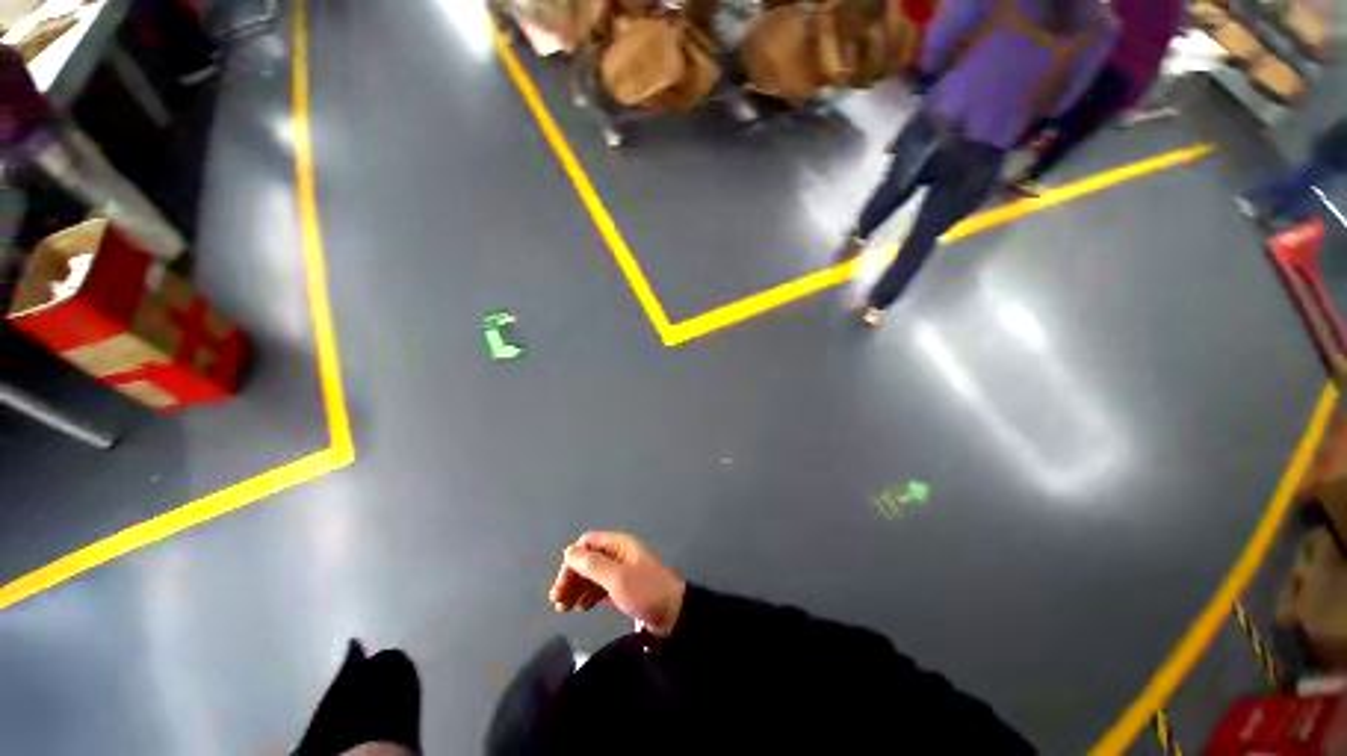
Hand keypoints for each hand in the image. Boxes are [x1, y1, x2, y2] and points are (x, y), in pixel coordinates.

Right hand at [548, 532, 686, 637]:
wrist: (673, 614)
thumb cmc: (644, 592)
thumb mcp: (616, 578)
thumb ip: (592, 565)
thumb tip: (568, 551)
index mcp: (619, 544)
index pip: (587, 544)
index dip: (572, 562)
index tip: (561, 585)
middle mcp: (619, 553)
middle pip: (589, 559)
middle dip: (572, 577)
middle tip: (557, 602)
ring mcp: (623, 570)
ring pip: (594, 574)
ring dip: (578, 587)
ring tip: (565, 608)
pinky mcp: (626, 586)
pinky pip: (602, 585)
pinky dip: (589, 594)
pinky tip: (582, 608)